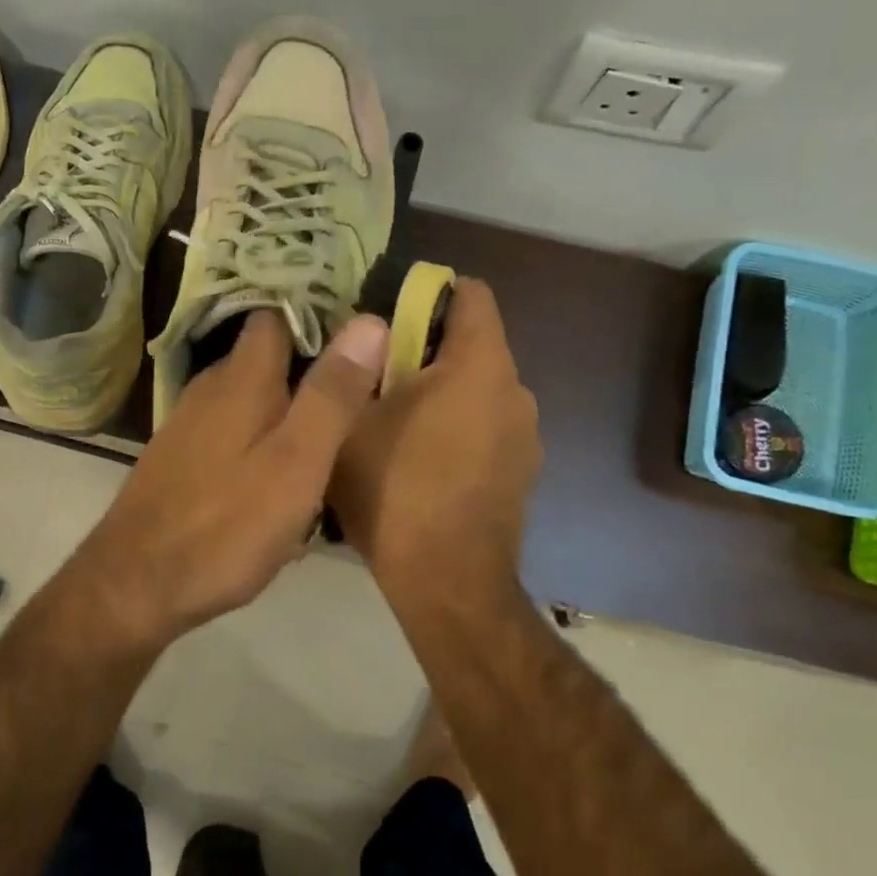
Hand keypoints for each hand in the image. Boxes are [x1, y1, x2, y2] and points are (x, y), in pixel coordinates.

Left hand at [74, 310, 389, 650]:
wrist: (135, 585)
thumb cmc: (226, 526)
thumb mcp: (296, 463)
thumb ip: (332, 395)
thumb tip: (370, 321)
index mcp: (241, 380)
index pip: (274, 318)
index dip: (314, 314)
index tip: (356, 329)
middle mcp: (209, 391)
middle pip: (261, 360)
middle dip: (304, 367)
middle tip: (354, 388)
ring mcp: (187, 427)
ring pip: (246, 401)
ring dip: (282, 410)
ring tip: (325, 435)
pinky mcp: (177, 463)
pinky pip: (229, 436)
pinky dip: (256, 444)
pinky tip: (276, 480)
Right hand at [329, 279, 541, 600]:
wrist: (447, 582)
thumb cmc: (395, 490)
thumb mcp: (350, 422)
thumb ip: (355, 368)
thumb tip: (361, 334)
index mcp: (480, 365)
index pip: (470, 293)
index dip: (426, 293)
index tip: (386, 318)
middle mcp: (516, 390)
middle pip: (472, 345)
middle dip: (425, 351)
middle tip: (375, 380)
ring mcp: (526, 435)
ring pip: (478, 391)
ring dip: (441, 395)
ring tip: (395, 428)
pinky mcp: (523, 473)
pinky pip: (486, 429)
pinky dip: (458, 431)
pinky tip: (423, 468)